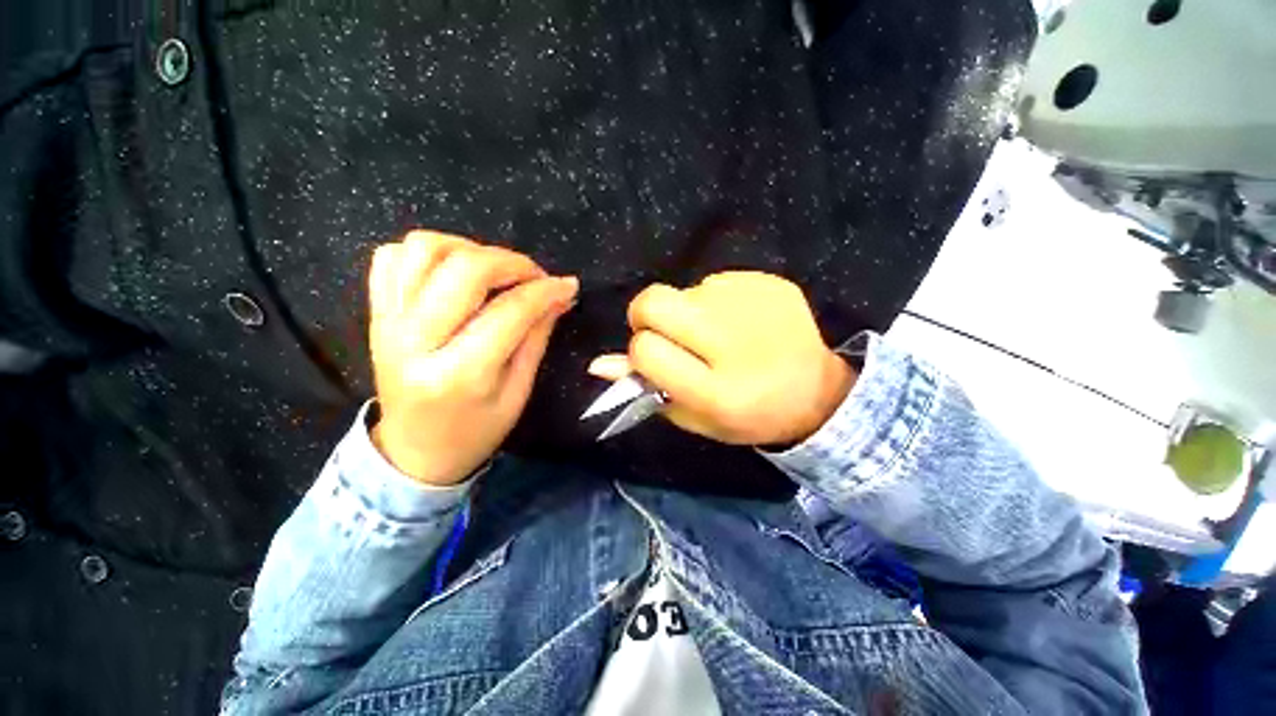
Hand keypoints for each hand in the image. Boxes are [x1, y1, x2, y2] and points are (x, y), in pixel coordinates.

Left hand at [368, 231, 577, 485]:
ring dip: (470, 249)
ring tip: (494, 270)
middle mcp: (415, 341)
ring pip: (424, 250)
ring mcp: (387, 323)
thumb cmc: (476, 431)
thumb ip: (536, 337)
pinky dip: (427, 252)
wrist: (414, 451)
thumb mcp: (518, 392)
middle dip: (512, 263)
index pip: (509, 311)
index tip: (567, 285)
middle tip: (534, 277)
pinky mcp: (376, 314)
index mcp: (459, 374)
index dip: (545, 291)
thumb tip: (560, 295)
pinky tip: (454, 272)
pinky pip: (390, 257)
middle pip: (465, 269)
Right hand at [588, 272, 853, 446]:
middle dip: (646, 315)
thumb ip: (648, 390)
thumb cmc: (747, 415)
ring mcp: (755, 307)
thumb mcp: (694, 416)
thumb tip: (600, 363)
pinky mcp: (771, 284)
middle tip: (667, 332)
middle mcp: (734, 343)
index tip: (655, 357)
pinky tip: (740, 322)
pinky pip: (717, 281)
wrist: (817, 393)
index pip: (646, 351)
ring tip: (716, 333)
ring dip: (687, 311)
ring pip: (685, 290)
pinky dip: (716, 300)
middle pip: (655, 301)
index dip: (641, 352)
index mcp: (716, 390)